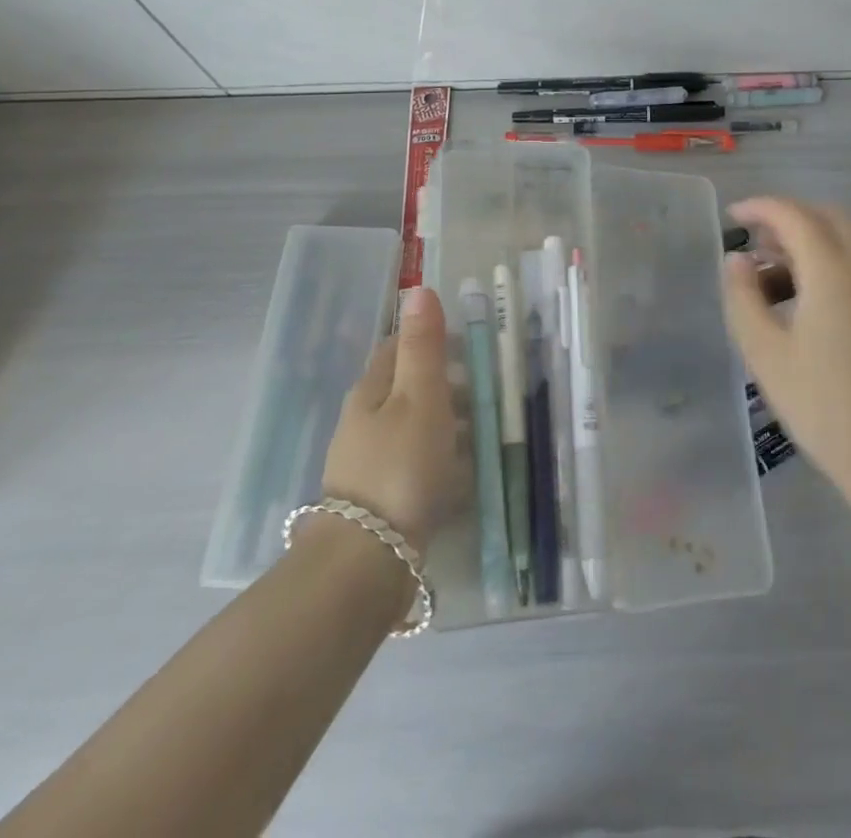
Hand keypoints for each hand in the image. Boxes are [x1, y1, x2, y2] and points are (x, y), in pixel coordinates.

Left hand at [320, 286, 467, 551]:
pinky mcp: (381, 498)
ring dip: (447, 421)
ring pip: (413, 426)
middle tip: (487, 387)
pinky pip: (416, 463)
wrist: (367, 561)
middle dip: (444, 381)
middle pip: (406, 388)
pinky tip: (463, 471)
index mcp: (370, 391)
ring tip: (486, 428)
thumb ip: (422, 345)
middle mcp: (363, 422)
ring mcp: (369, 462)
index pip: (397, 347)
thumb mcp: (420, 396)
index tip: (467, 342)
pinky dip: (441, 457)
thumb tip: (418, 288)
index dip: (430, 337)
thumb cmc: (400, 464)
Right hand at [722, 197, 850, 489]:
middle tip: (754, 243)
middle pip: (824, 216)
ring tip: (772, 274)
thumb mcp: (765, 352)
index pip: (793, 215)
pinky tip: (803, 297)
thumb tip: (737, 259)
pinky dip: (827, 258)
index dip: (760, 207)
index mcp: (831, 270)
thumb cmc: (821, 403)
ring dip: (808, 238)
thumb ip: (744, 297)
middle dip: (787, 218)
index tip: (732, 215)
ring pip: (843, 237)